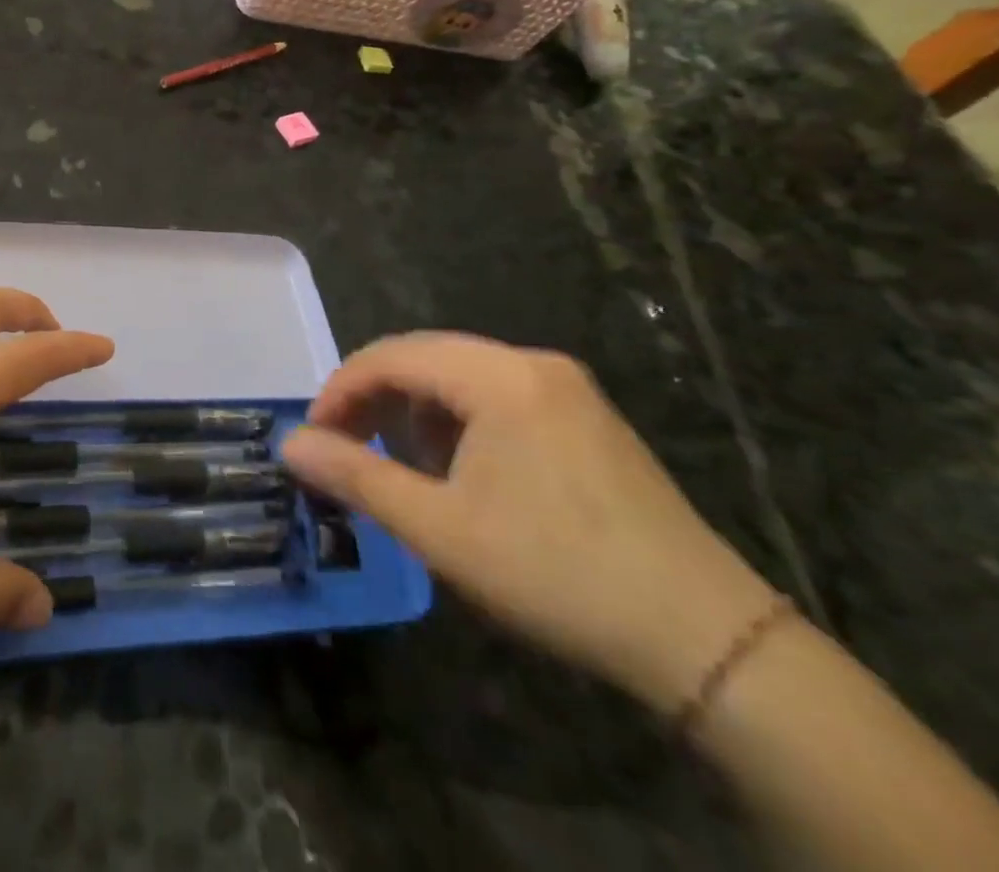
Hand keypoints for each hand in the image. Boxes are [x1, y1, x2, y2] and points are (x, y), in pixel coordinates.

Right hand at [281, 333, 779, 711]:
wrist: (709, 642)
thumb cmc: (556, 572)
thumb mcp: (439, 528)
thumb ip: (356, 475)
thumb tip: (289, 443)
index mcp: (499, 376)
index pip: (391, 355)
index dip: (340, 389)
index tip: (313, 435)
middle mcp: (533, 365)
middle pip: (425, 357)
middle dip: (374, 397)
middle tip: (343, 445)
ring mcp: (568, 390)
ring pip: (461, 376)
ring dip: (415, 410)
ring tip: (398, 463)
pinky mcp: (588, 420)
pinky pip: (498, 397)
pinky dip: (458, 422)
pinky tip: (458, 470)